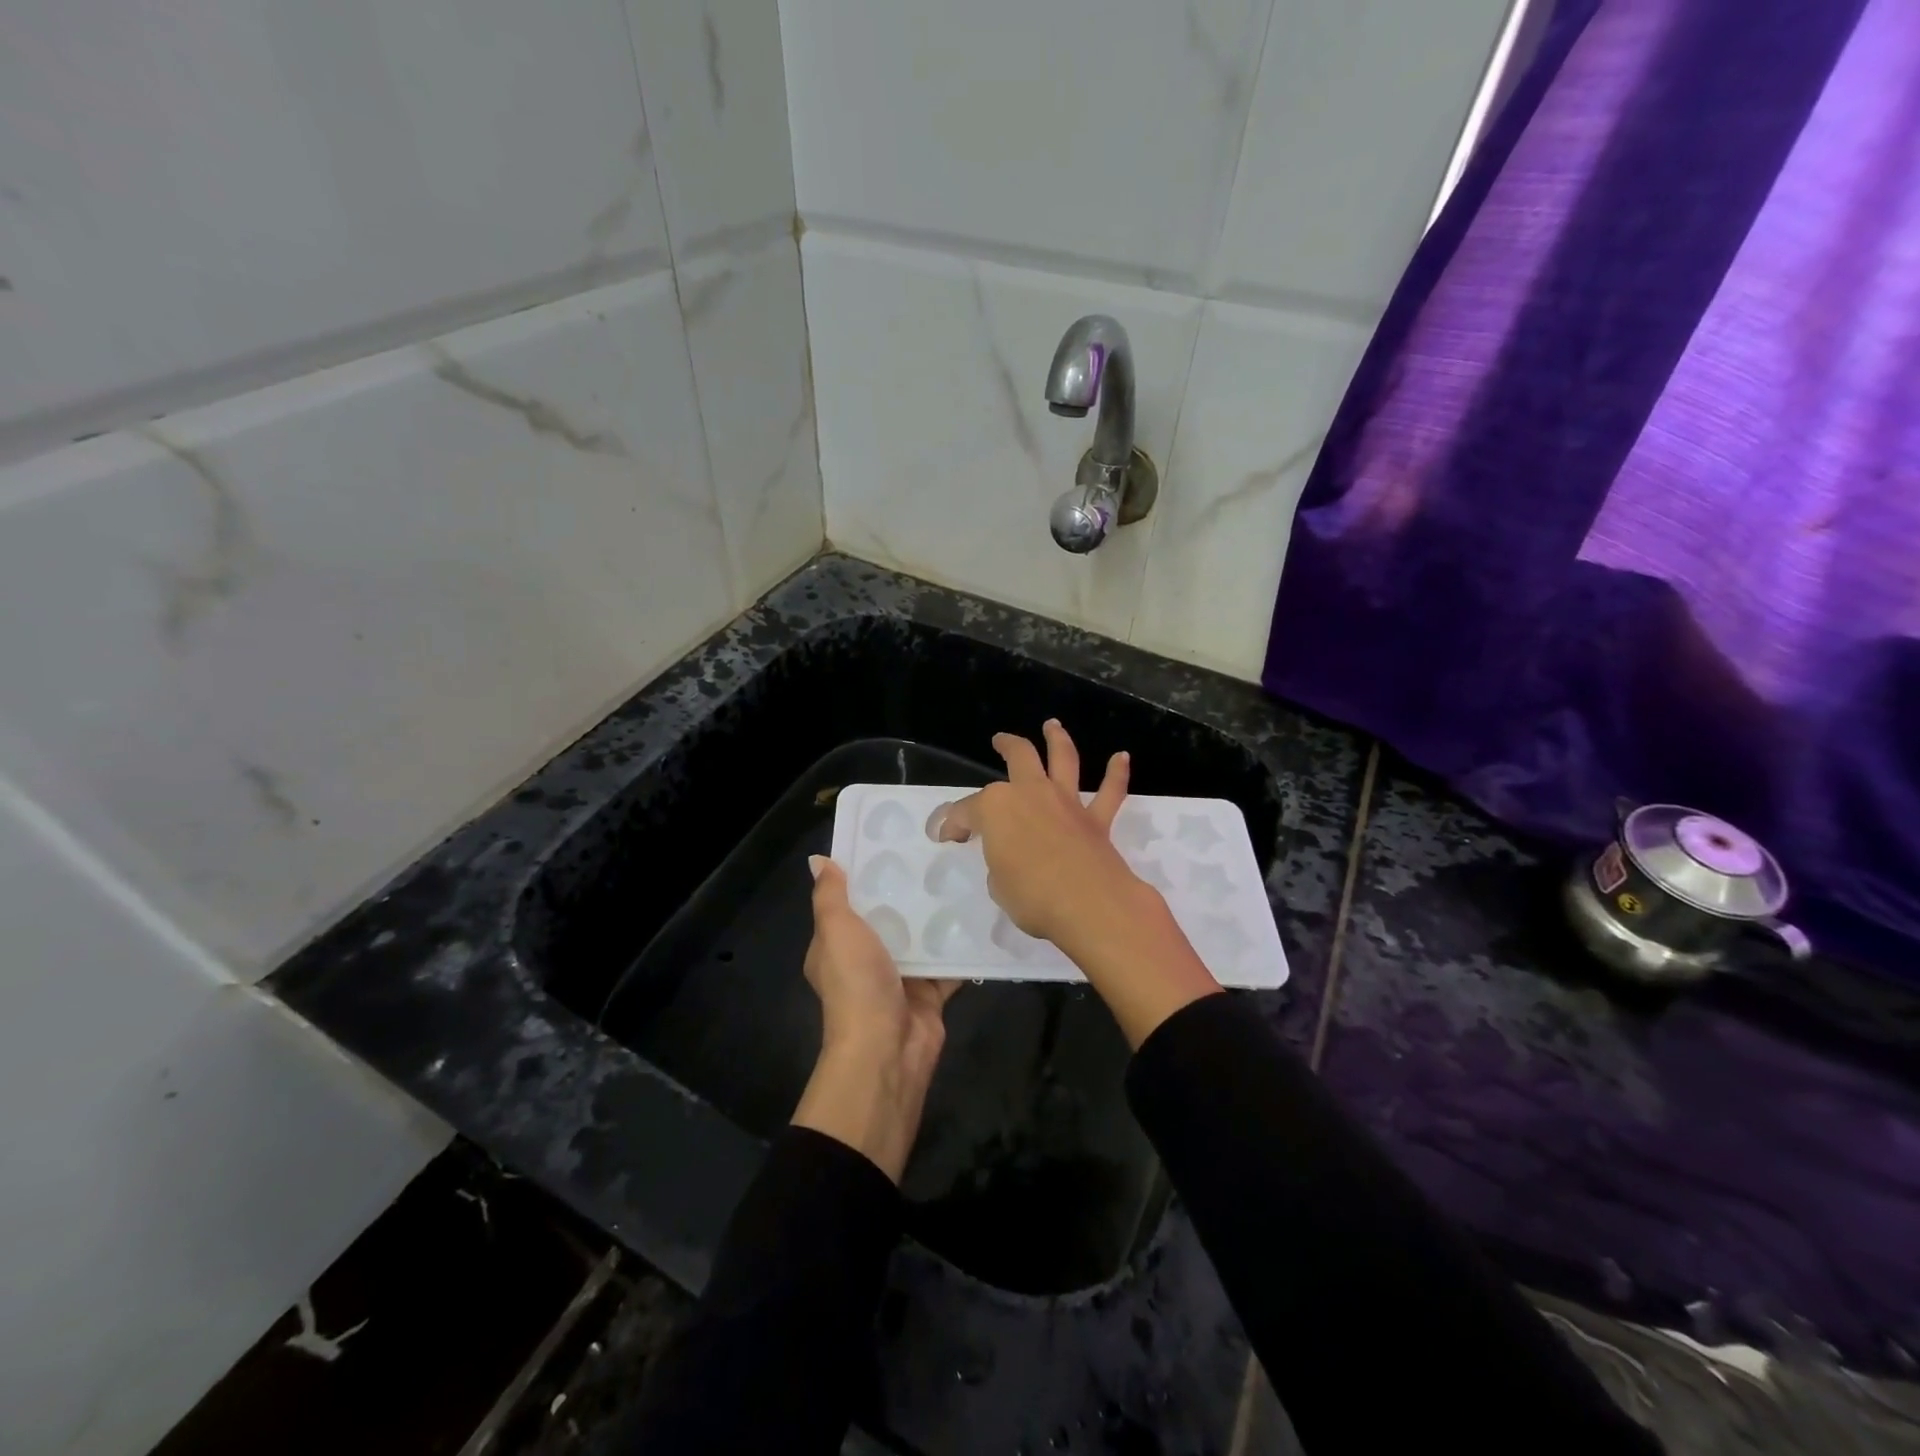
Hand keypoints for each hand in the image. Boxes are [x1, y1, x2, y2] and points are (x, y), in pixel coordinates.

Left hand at [791, 855, 958, 1181]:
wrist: (887, 1051)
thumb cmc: (857, 984)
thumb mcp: (836, 932)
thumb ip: (830, 896)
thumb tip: (818, 859)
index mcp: (836, 946)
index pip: (849, 901)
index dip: (865, 873)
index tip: (892, 840)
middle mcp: (866, 960)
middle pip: (889, 916)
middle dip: (909, 890)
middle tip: (938, 850)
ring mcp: (901, 977)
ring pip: (922, 937)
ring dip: (938, 914)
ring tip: (964, 873)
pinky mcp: (932, 992)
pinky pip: (950, 962)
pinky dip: (963, 945)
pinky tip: (983, 914)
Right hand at [932, 719, 1134, 946]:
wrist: (1088, 905)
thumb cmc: (1031, 896)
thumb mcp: (998, 884)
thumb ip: (1001, 862)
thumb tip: (1011, 857)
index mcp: (996, 808)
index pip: (967, 811)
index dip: (954, 824)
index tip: (949, 836)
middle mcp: (1031, 793)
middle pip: (1018, 757)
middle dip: (1006, 745)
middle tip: (999, 740)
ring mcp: (1066, 803)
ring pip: (1063, 759)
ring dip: (1057, 739)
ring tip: (1052, 725)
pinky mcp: (1096, 819)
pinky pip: (1109, 791)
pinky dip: (1116, 773)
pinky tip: (1121, 757)